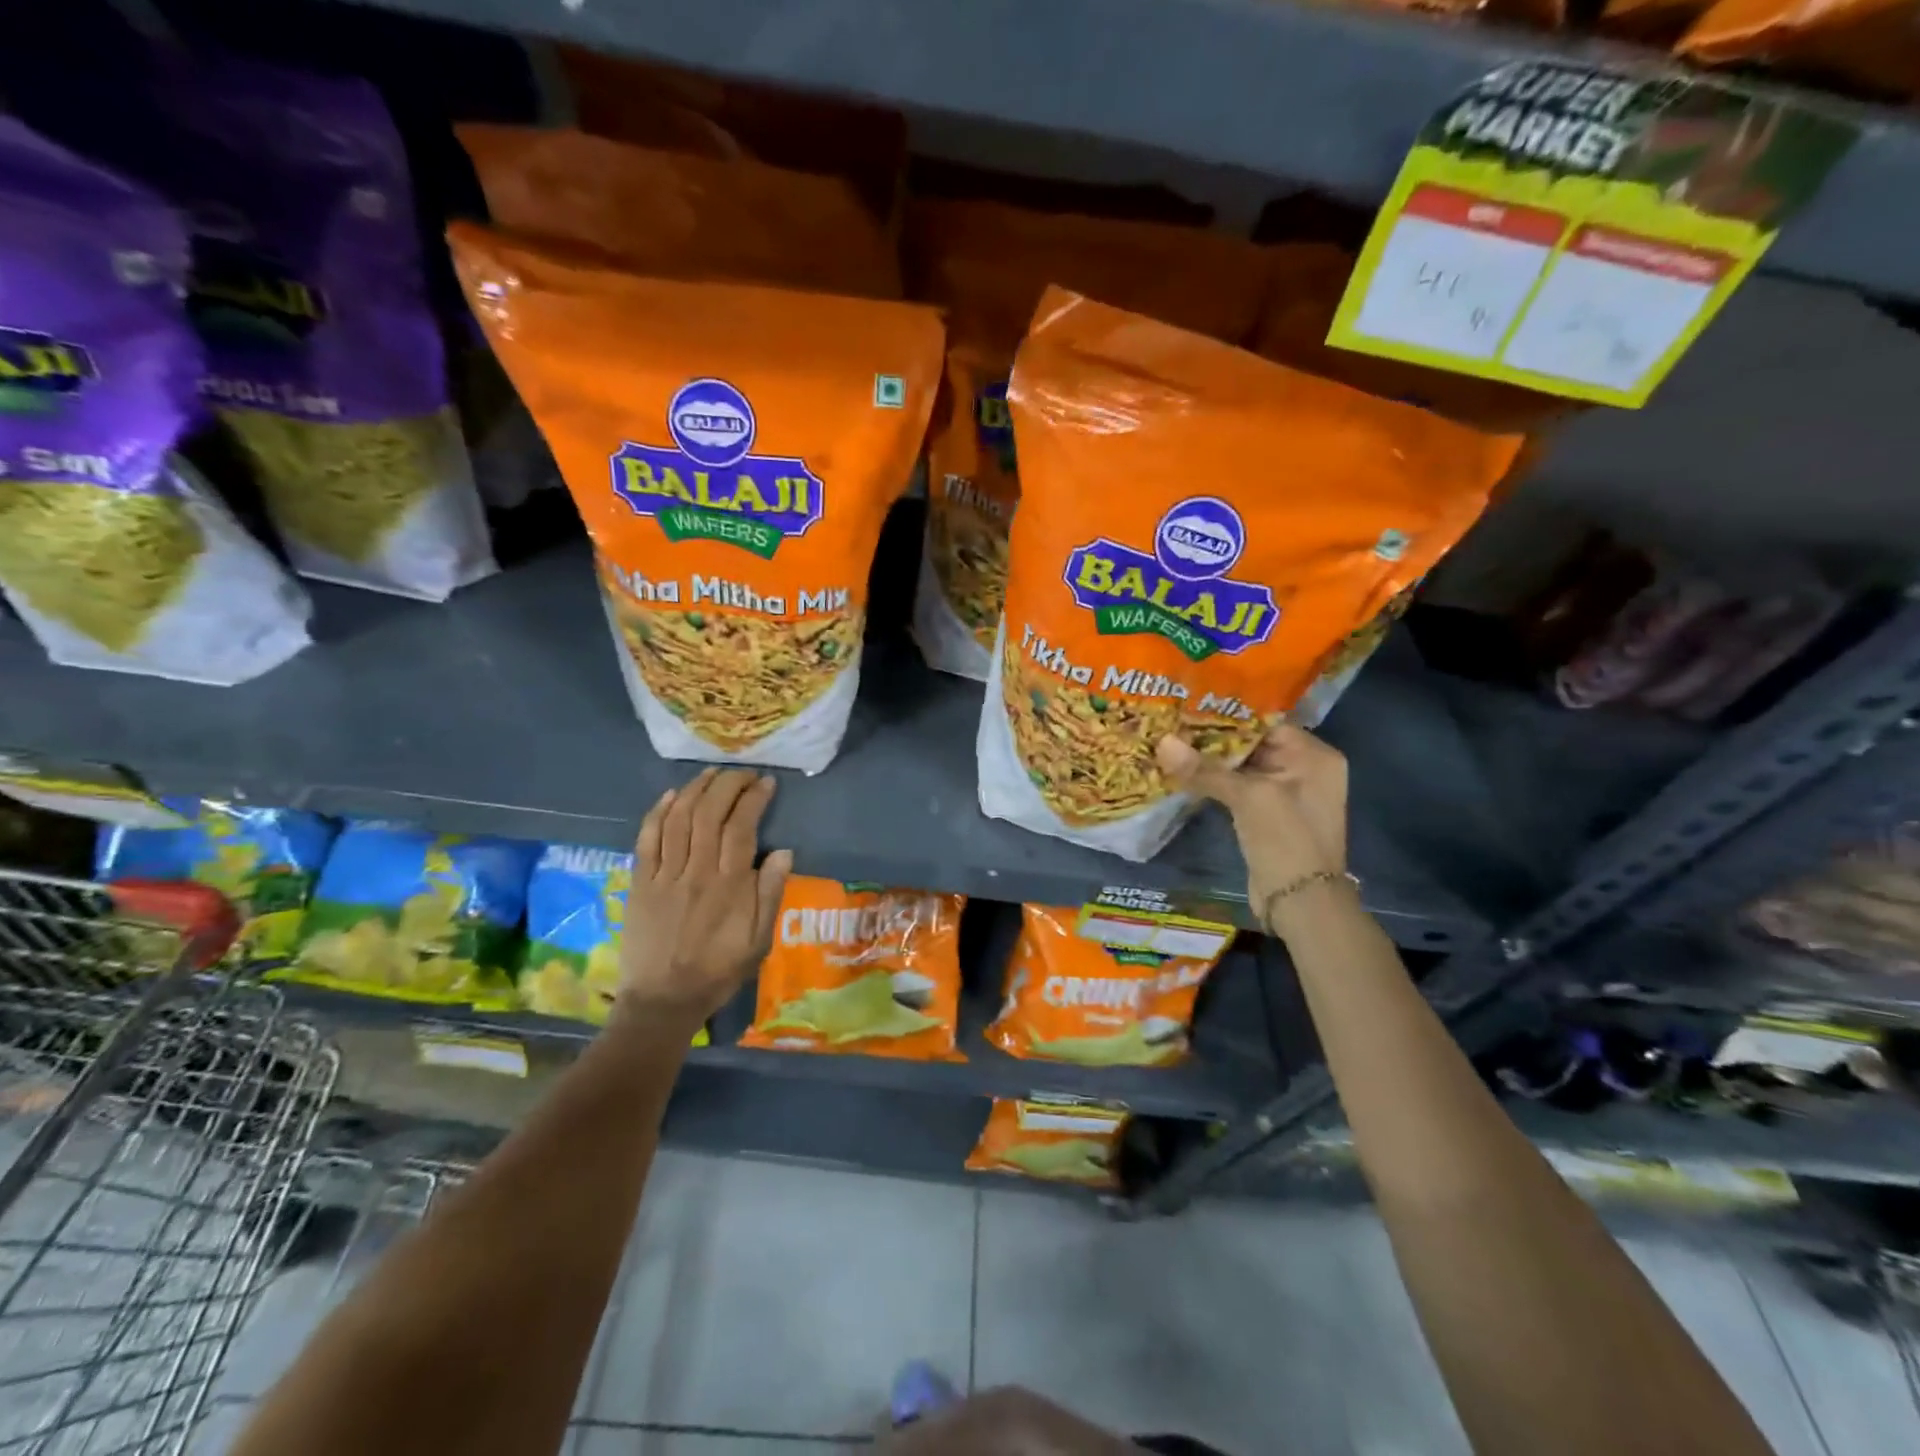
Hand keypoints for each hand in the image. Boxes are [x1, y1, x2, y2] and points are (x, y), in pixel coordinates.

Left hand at [619, 768, 792, 1026]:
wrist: (663, 1000)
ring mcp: (664, 875)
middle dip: (728, 784)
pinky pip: (647, 839)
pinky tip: (670, 795)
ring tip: (712, 774)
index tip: (766, 783)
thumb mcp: (759, 940)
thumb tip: (784, 852)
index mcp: (729, 885)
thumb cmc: (718, 970)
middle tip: (742, 773)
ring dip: (696, 789)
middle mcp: (696, 872)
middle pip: (710, 813)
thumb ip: (770, 894)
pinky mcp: (640, 883)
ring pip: (678, 819)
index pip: (742, 826)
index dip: (754, 798)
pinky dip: (657, 813)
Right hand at [1156, 725, 1348, 926]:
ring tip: (1171, 743)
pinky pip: (1239, 788)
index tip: (1190, 706)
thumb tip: (1162, 742)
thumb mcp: (1248, 798)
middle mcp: (1305, 769)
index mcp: (1314, 756)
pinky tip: (1184, 773)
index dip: (1228, 715)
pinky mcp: (1268, 814)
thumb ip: (1205, 769)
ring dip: (1211, 761)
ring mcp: (1286, 793)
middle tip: (1173, 722)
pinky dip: (1215, 782)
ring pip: (1242, 767)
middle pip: (1253, 743)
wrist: (1300, 903)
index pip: (1266, 722)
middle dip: (1214, 738)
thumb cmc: (1286, 839)